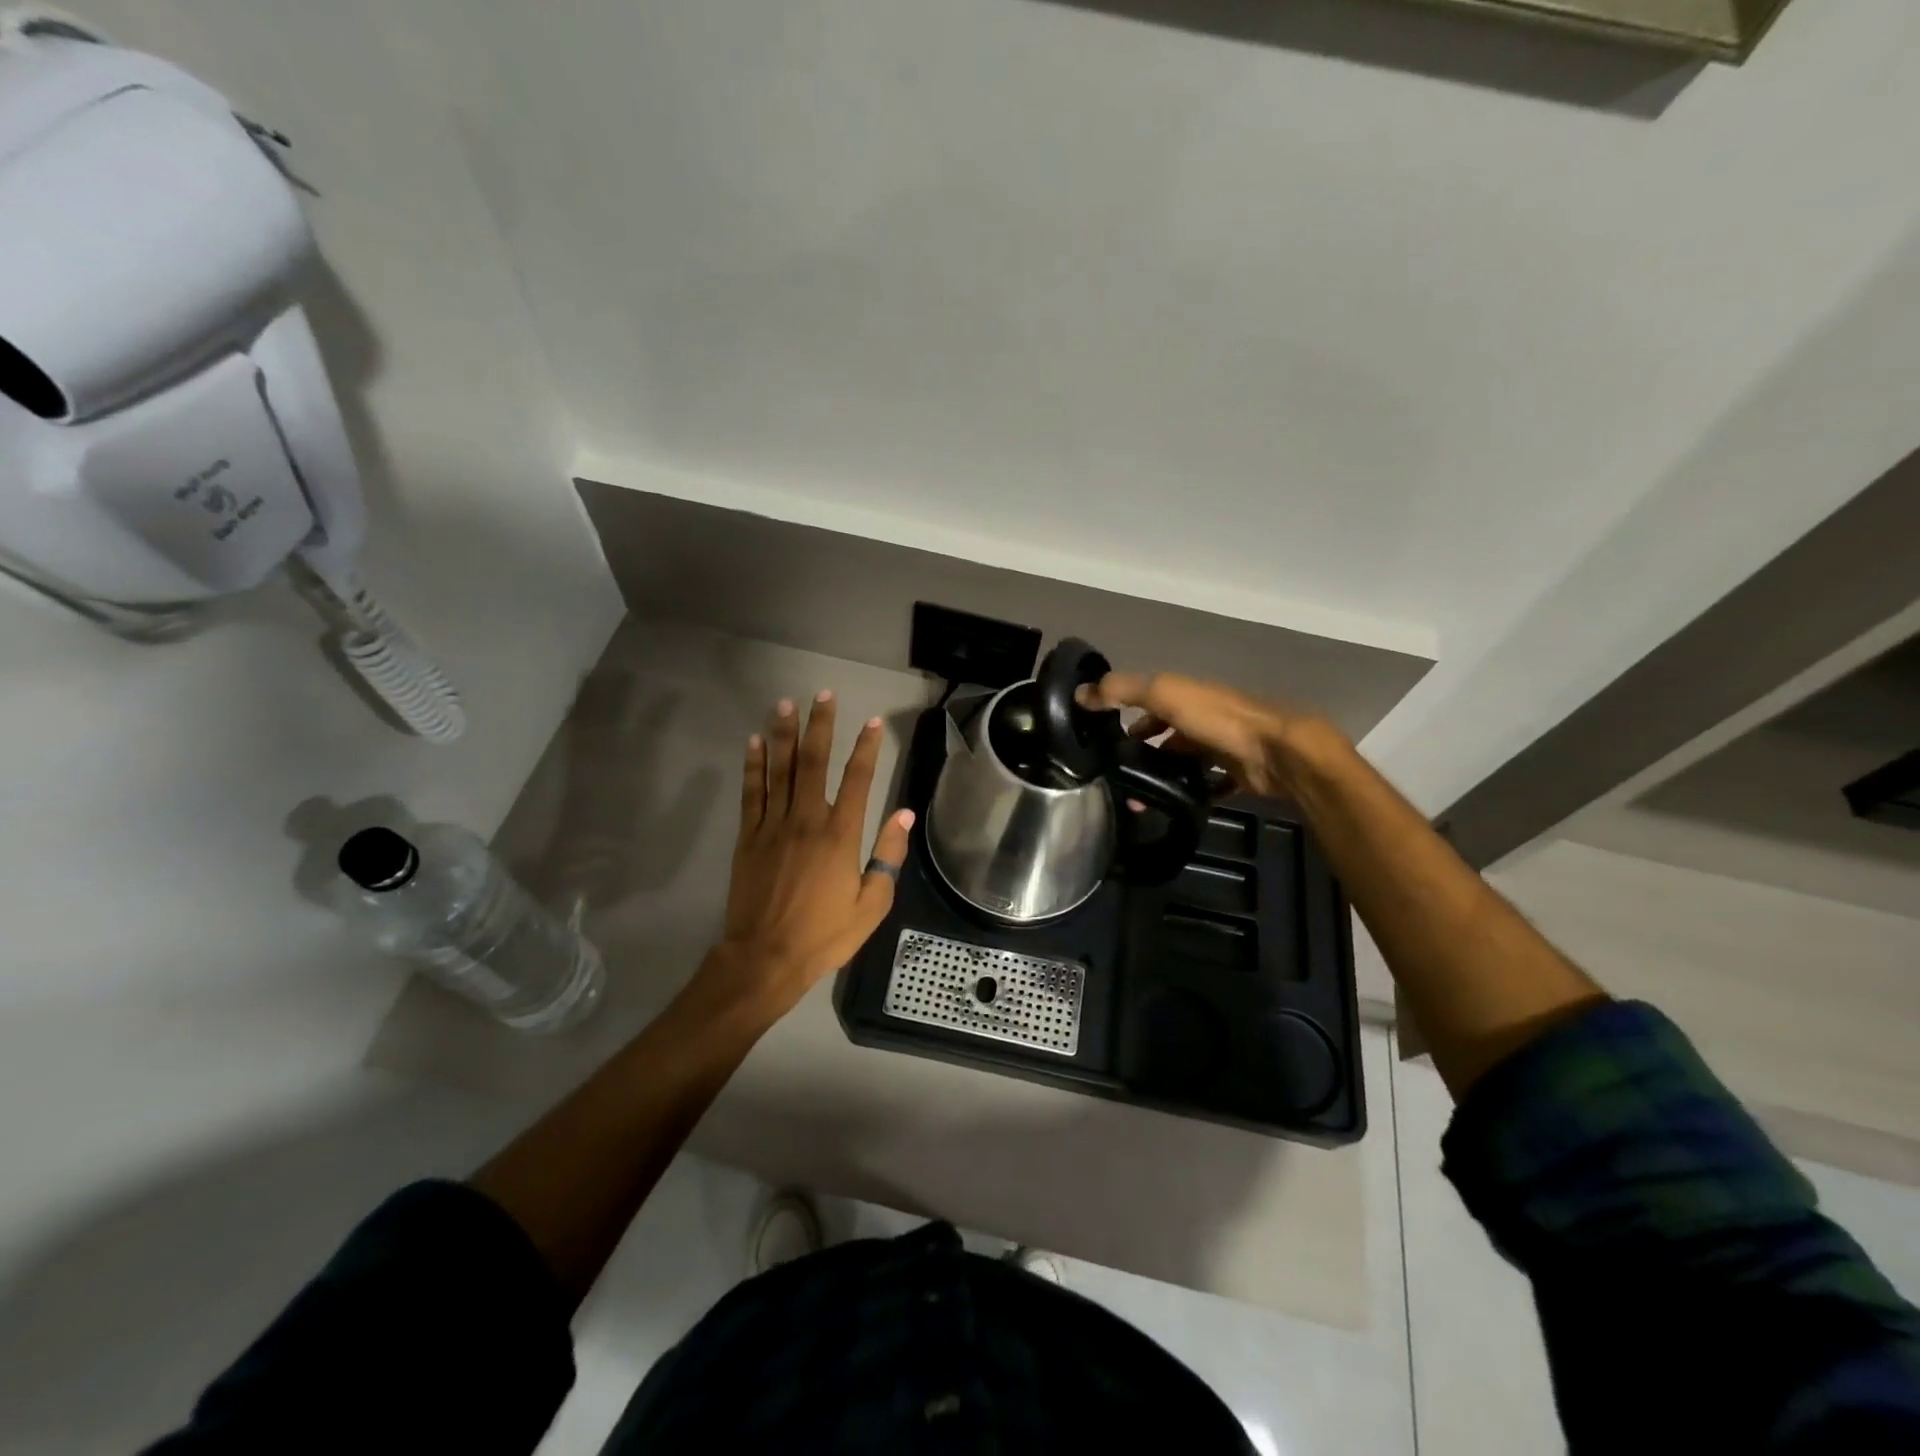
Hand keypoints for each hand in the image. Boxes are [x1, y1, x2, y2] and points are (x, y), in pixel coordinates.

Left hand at [708, 690, 913, 1014]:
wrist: (766, 958)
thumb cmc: (825, 934)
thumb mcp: (872, 904)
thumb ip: (888, 855)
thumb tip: (905, 814)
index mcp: (841, 835)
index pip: (858, 779)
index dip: (867, 748)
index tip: (873, 722)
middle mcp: (807, 820)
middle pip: (814, 762)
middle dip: (820, 725)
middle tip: (823, 694)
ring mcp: (774, 825)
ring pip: (780, 769)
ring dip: (784, 734)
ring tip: (786, 704)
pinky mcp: (749, 837)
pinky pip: (752, 792)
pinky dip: (754, 765)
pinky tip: (755, 742)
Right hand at [1080, 671, 1339, 798]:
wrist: (1275, 752)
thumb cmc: (1216, 718)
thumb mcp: (1162, 693)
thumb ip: (1121, 690)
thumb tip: (1079, 693)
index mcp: (1187, 695)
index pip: (1151, 701)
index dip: (1128, 714)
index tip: (1106, 737)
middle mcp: (1204, 718)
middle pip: (1168, 733)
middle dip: (1144, 750)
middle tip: (1121, 774)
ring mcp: (1223, 747)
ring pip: (1185, 760)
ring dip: (1164, 775)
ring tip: (1140, 799)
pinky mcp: (1237, 774)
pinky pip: (1209, 785)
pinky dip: (1192, 793)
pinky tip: (1173, 806)